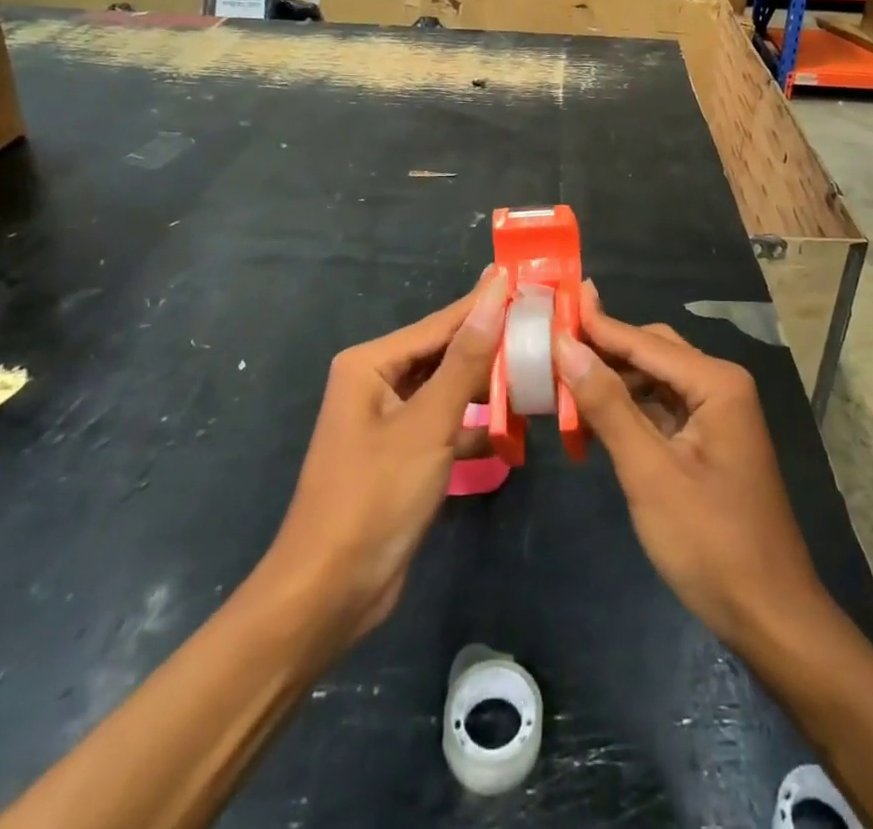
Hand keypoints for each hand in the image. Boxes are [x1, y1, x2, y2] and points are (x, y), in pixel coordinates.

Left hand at [264, 266, 508, 650]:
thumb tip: (495, 295)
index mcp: (371, 363)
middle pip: (446, 353)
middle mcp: (377, 382)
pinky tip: (513, 427)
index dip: (486, 301)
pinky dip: (474, 425)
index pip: (442, 322)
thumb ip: (466, 359)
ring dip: (488, 386)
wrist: (328, 594)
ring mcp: (389, 421)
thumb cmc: (375, 496)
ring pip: (449, 389)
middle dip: (492, 343)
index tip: (528, 277)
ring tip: (539, 368)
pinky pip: (445, 424)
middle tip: (544, 323)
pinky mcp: (402, 455)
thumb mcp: (428, 423)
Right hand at [552, 281, 825, 648]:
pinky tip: (592, 419)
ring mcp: (716, 415)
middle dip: (602, 351)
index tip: (550, 304)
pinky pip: (661, 410)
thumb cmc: (710, 542)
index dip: (594, 325)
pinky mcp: (708, 443)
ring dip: (611, 383)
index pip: (643, 341)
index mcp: (716, 382)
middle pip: (651, 352)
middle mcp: (720, 386)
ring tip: (559, 381)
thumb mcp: (649, 472)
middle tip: (548, 346)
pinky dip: (627, 411)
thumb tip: (566, 346)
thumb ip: (608, 405)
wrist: (770, 616)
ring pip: (653, 381)